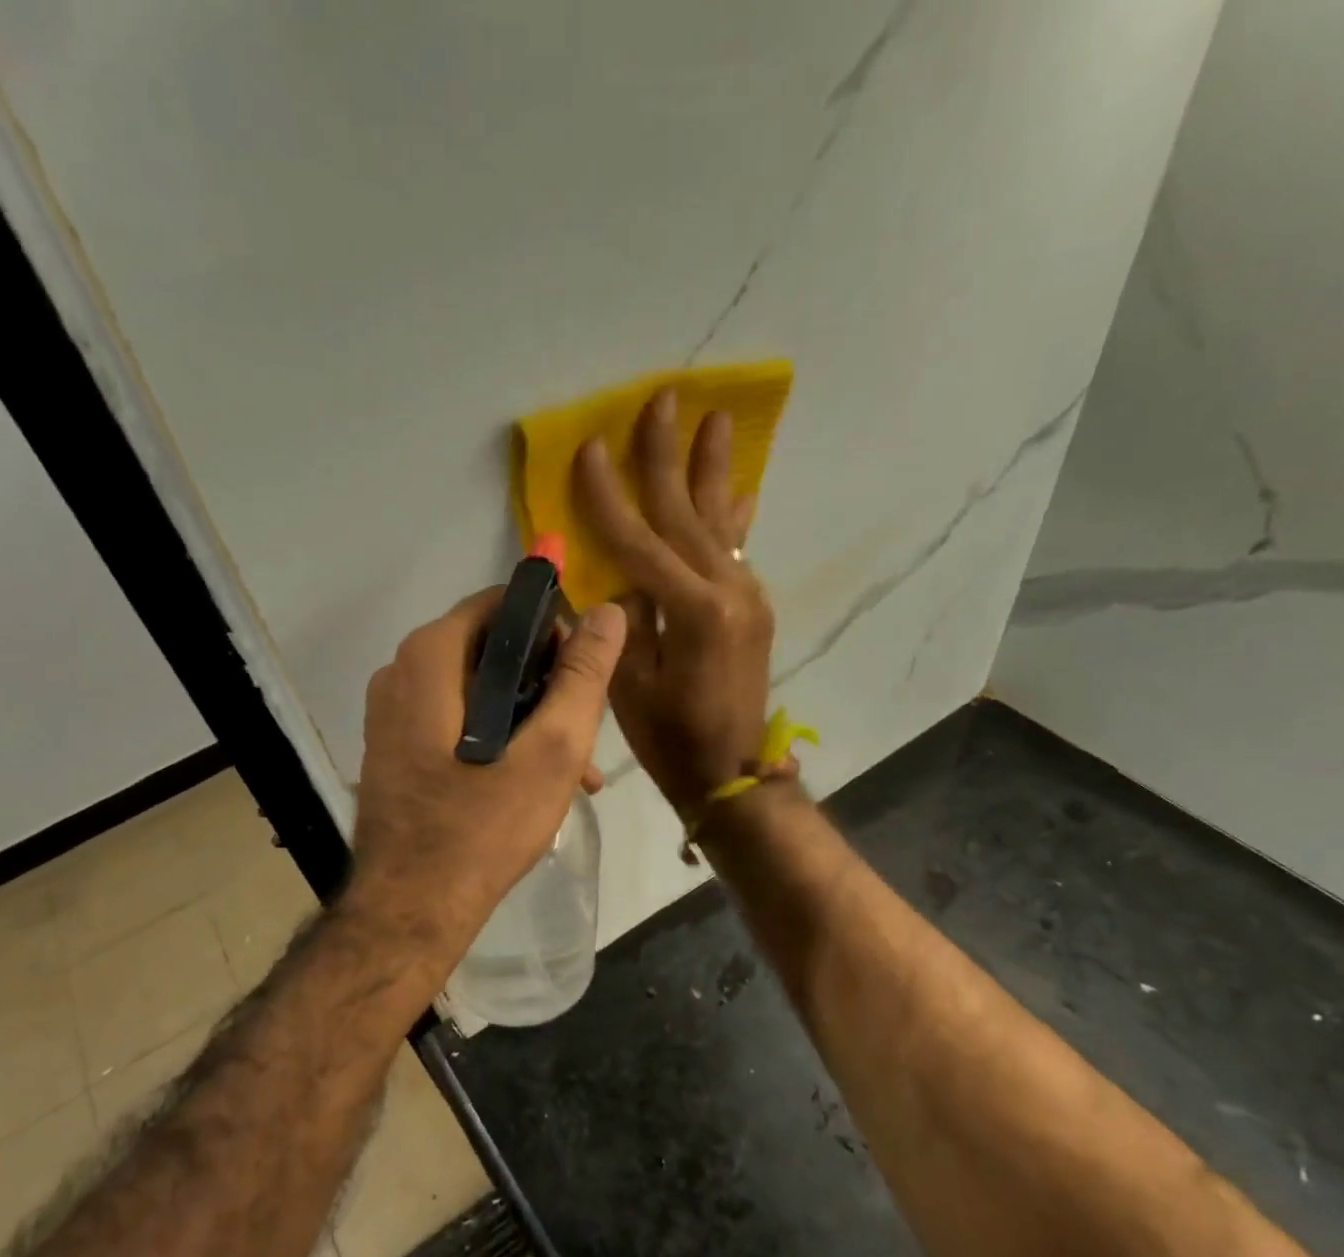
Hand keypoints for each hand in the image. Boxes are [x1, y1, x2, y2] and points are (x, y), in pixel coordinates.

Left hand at [348, 587, 627, 963]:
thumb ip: (582, 675)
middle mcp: (399, 673)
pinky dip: (498, 739)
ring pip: (478, 692)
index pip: (502, 605)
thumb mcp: (552, 748)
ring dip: (529, 720)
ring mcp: (392, 714)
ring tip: (575, 770)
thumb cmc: (484, 825)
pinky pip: (457, 723)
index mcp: (429, 656)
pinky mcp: (395, 750)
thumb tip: (608, 612)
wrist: (411, 910)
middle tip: (583, 732)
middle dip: (545, 685)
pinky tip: (536, 783)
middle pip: (491, 650)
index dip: (553, 629)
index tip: (583, 675)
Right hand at [574, 388, 773, 816]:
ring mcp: (747, 596)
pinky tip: (739, 487)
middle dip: (667, 456)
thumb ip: (626, 619)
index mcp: (691, 611)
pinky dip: (732, 515)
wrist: (732, 773)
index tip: (589, 446)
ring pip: (720, 522)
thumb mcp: (630, 685)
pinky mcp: (754, 607)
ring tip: (716, 419)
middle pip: (686, 513)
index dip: (608, 494)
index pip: (638, 539)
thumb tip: (621, 576)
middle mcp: (727, 591)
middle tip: (666, 397)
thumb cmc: (670, 740)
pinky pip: (736, 549)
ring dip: (712, 469)